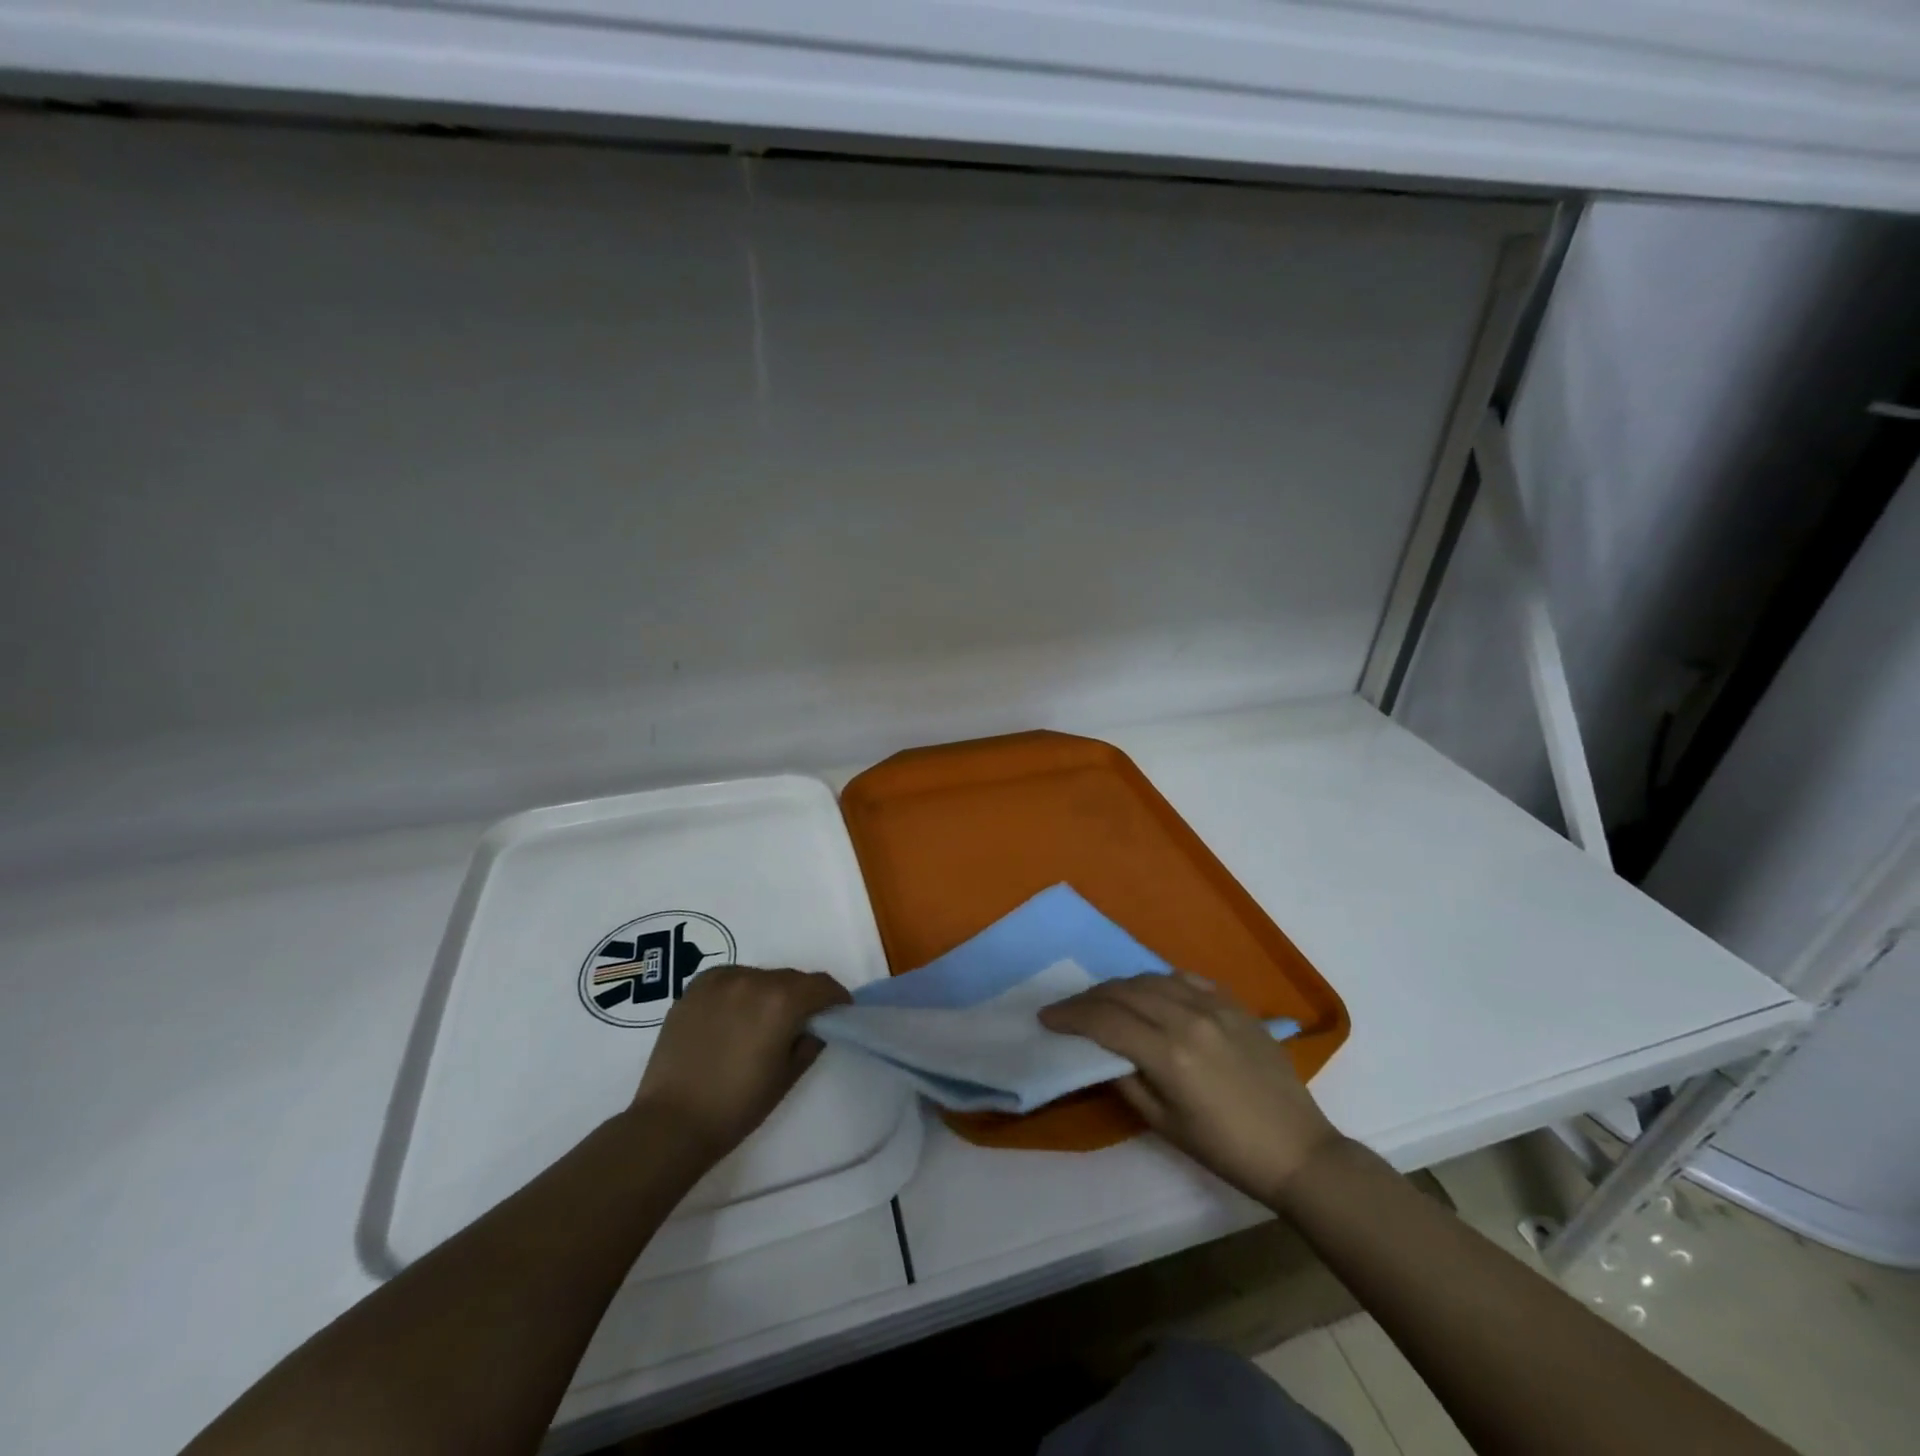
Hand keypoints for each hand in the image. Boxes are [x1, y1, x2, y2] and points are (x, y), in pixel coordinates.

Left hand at [631, 965, 850, 1162]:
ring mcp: (720, 981)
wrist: (671, 1123)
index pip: (821, 985)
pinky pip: (730, 979)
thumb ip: (809, 1043)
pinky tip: (734, 1016)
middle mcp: (753, 980)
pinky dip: (740, 991)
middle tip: (802, 1022)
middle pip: (791, 978)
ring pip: (760, 977)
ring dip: (770, 992)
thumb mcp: (786, 1077)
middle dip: (803, 996)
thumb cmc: (737, 1106)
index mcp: (781, 1001)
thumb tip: (814, 1027)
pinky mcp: (694, 988)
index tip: (839, 1013)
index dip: (836, 998)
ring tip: (762, 1021)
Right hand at [1040, 972, 1343, 1204]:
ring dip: (1120, 987)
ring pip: (1151, 978)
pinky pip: (1185, 978)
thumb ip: (1127, 1081)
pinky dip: (1158, 981)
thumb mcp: (1166, 1125)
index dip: (1070, 1016)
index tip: (1046, 1017)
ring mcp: (1215, 1006)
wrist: (1298, 1150)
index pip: (1105, 1021)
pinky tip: (1150, 992)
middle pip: (1123, 992)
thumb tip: (1100, 1053)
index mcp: (1170, 1055)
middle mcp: (1188, 1019)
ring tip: (1103, 1000)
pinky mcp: (1234, 1004)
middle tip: (1068, 1009)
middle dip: (1088, 998)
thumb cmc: (1227, 1150)